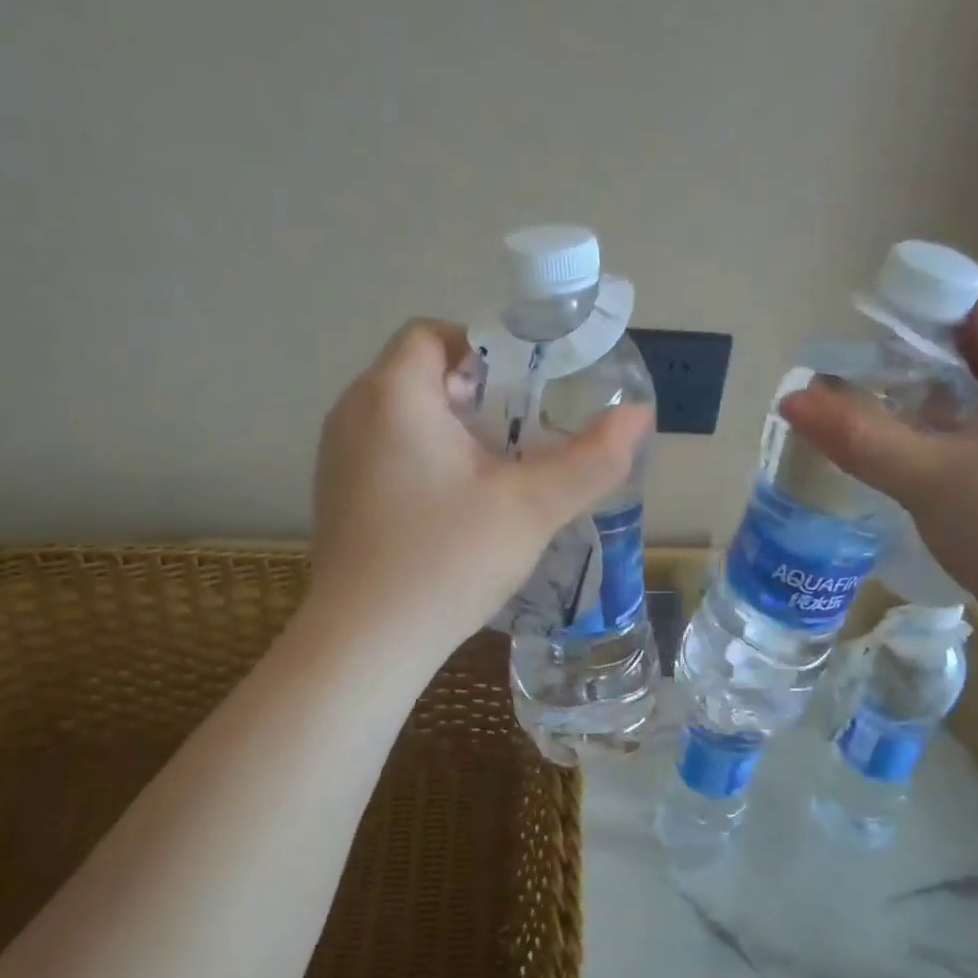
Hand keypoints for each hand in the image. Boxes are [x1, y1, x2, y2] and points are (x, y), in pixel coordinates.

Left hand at [310, 319, 651, 655]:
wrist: (364, 644)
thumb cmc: (446, 560)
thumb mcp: (531, 507)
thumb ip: (591, 459)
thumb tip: (640, 415)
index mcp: (393, 394)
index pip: (433, 333)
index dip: (484, 349)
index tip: (526, 388)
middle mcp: (353, 413)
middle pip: (419, 374)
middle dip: (476, 394)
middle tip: (522, 432)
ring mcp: (337, 458)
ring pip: (402, 417)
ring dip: (451, 430)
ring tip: (497, 471)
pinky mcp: (337, 497)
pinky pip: (385, 453)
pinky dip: (424, 460)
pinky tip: (456, 508)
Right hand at [780, 272, 977, 626]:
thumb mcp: (928, 480)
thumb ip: (857, 435)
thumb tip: (791, 398)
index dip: (920, 306)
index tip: (866, 341)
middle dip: (919, 353)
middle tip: (863, 383)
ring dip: (934, 390)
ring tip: (883, 418)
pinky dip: (956, 422)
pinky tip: (923, 455)